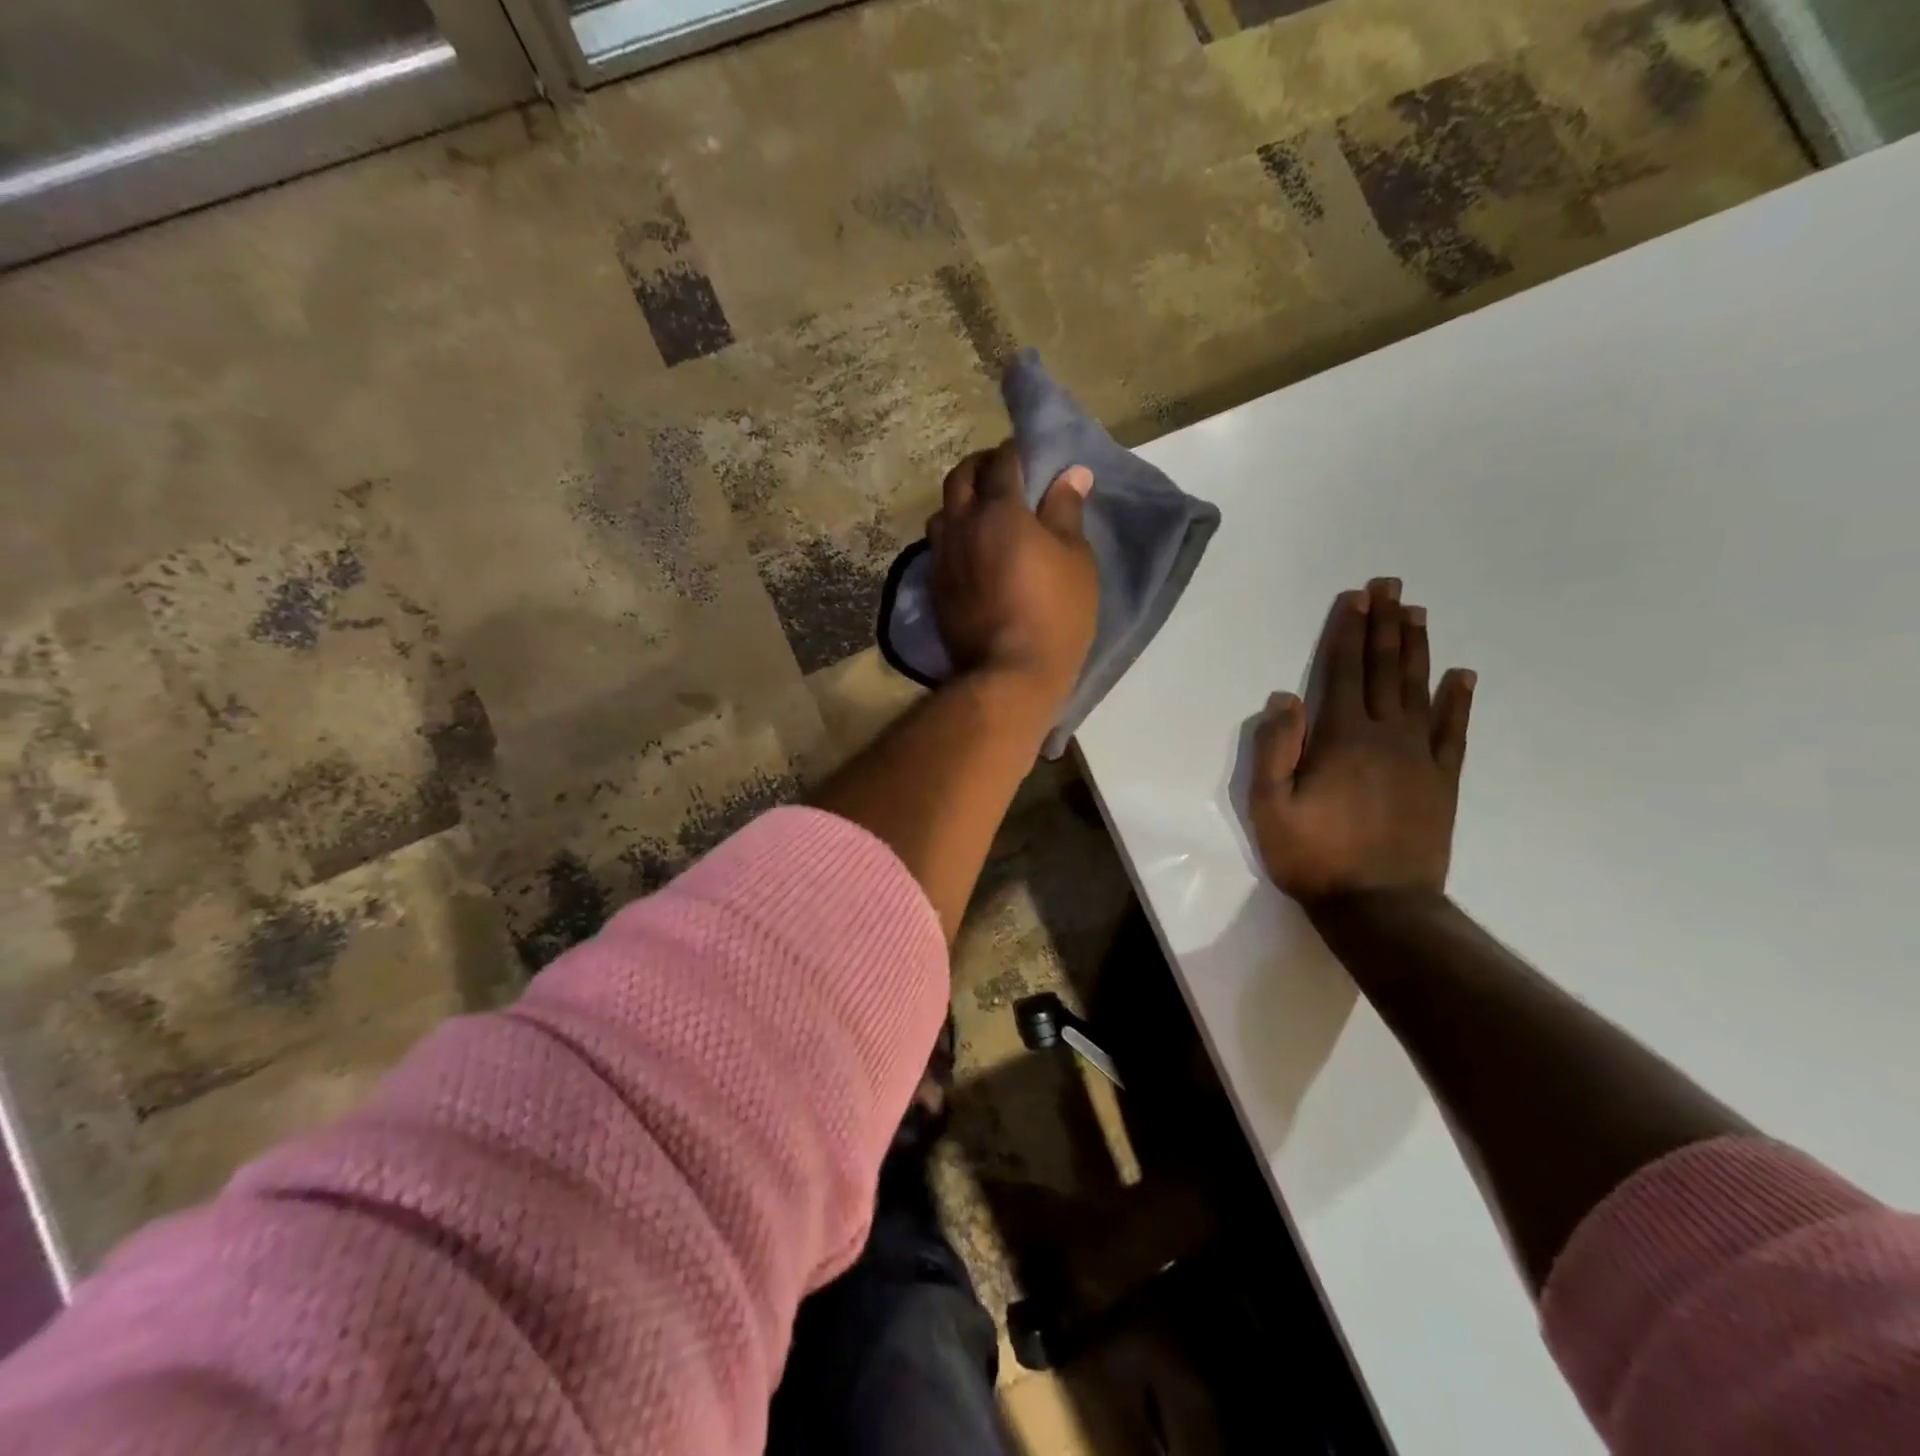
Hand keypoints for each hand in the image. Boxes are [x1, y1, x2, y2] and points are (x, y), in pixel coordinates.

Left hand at [927, 440, 1097, 713]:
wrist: (1009, 673)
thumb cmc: (1055, 613)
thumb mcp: (1075, 559)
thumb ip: (1066, 511)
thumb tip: (1071, 474)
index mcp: (999, 510)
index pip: (1002, 461)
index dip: (1016, 452)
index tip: (1029, 456)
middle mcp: (962, 525)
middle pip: (961, 477)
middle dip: (981, 466)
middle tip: (1002, 473)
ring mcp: (943, 557)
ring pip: (942, 511)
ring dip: (960, 501)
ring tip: (981, 512)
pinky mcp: (934, 587)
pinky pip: (938, 545)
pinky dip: (953, 534)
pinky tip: (968, 548)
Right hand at [1251, 578, 1475, 907]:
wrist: (1379, 907)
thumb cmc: (1313, 856)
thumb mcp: (1269, 807)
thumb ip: (1274, 749)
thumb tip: (1285, 698)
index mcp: (1341, 738)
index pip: (1344, 671)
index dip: (1348, 632)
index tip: (1356, 597)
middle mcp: (1385, 735)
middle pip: (1385, 669)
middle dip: (1384, 625)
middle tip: (1391, 585)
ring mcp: (1420, 757)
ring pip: (1419, 690)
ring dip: (1416, 648)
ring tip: (1417, 612)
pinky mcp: (1441, 781)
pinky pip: (1453, 732)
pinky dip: (1457, 701)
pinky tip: (1461, 675)